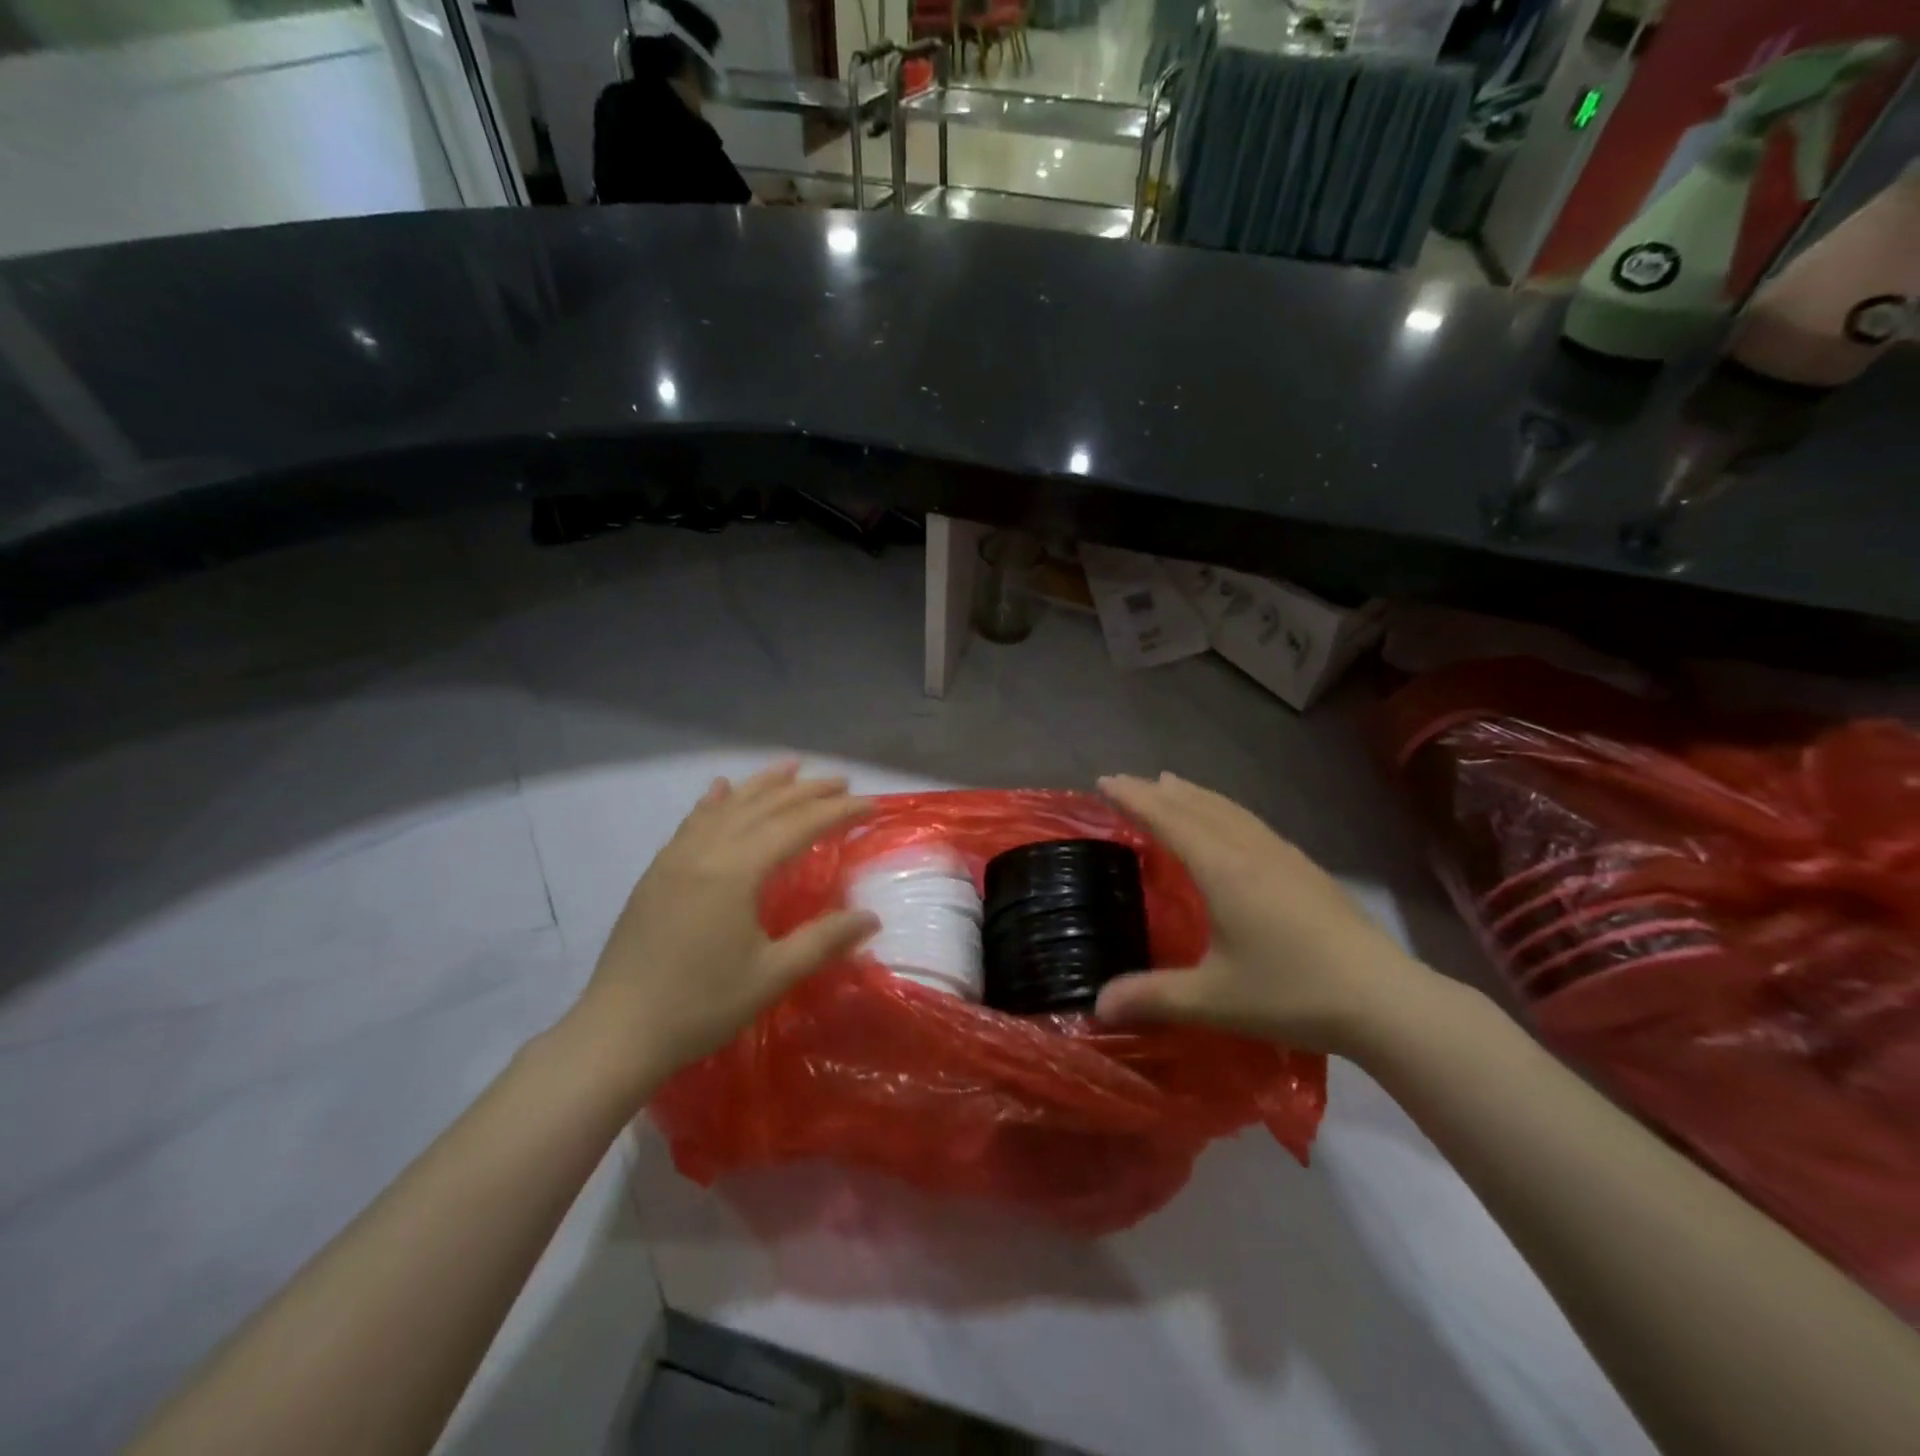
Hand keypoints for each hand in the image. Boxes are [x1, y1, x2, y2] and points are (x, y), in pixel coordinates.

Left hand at [567, 761, 878, 1085]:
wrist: (618, 1031)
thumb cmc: (701, 1005)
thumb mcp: (772, 976)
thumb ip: (823, 940)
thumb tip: (871, 918)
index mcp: (736, 871)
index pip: (797, 826)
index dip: (836, 812)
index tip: (870, 804)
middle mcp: (706, 850)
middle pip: (764, 807)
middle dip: (806, 791)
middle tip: (842, 781)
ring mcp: (676, 857)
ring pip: (728, 806)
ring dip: (763, 784)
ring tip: (792, 766)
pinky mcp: (658, 871)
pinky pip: (693, 821)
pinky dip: (715, 801)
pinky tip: (722, 788)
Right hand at [1094, 772, 1436, 1055]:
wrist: (1386, 999)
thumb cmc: (1293, 993)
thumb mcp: (1214, 1000)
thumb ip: (1153, 997)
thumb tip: (1096, 1005)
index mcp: (1223, 870)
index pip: (1168, 820)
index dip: (1134, 799)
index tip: (1105, 781)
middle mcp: (1250, 850)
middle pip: (1196, 806)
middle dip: (1157, 791)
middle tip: (1126, 782)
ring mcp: (1283, 855)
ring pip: (1228, 810)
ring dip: (1193, 794)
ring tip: (1170, 784)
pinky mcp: (1306, 868)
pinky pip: (1250, 822)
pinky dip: (1222, 810)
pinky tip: (1228, 824)